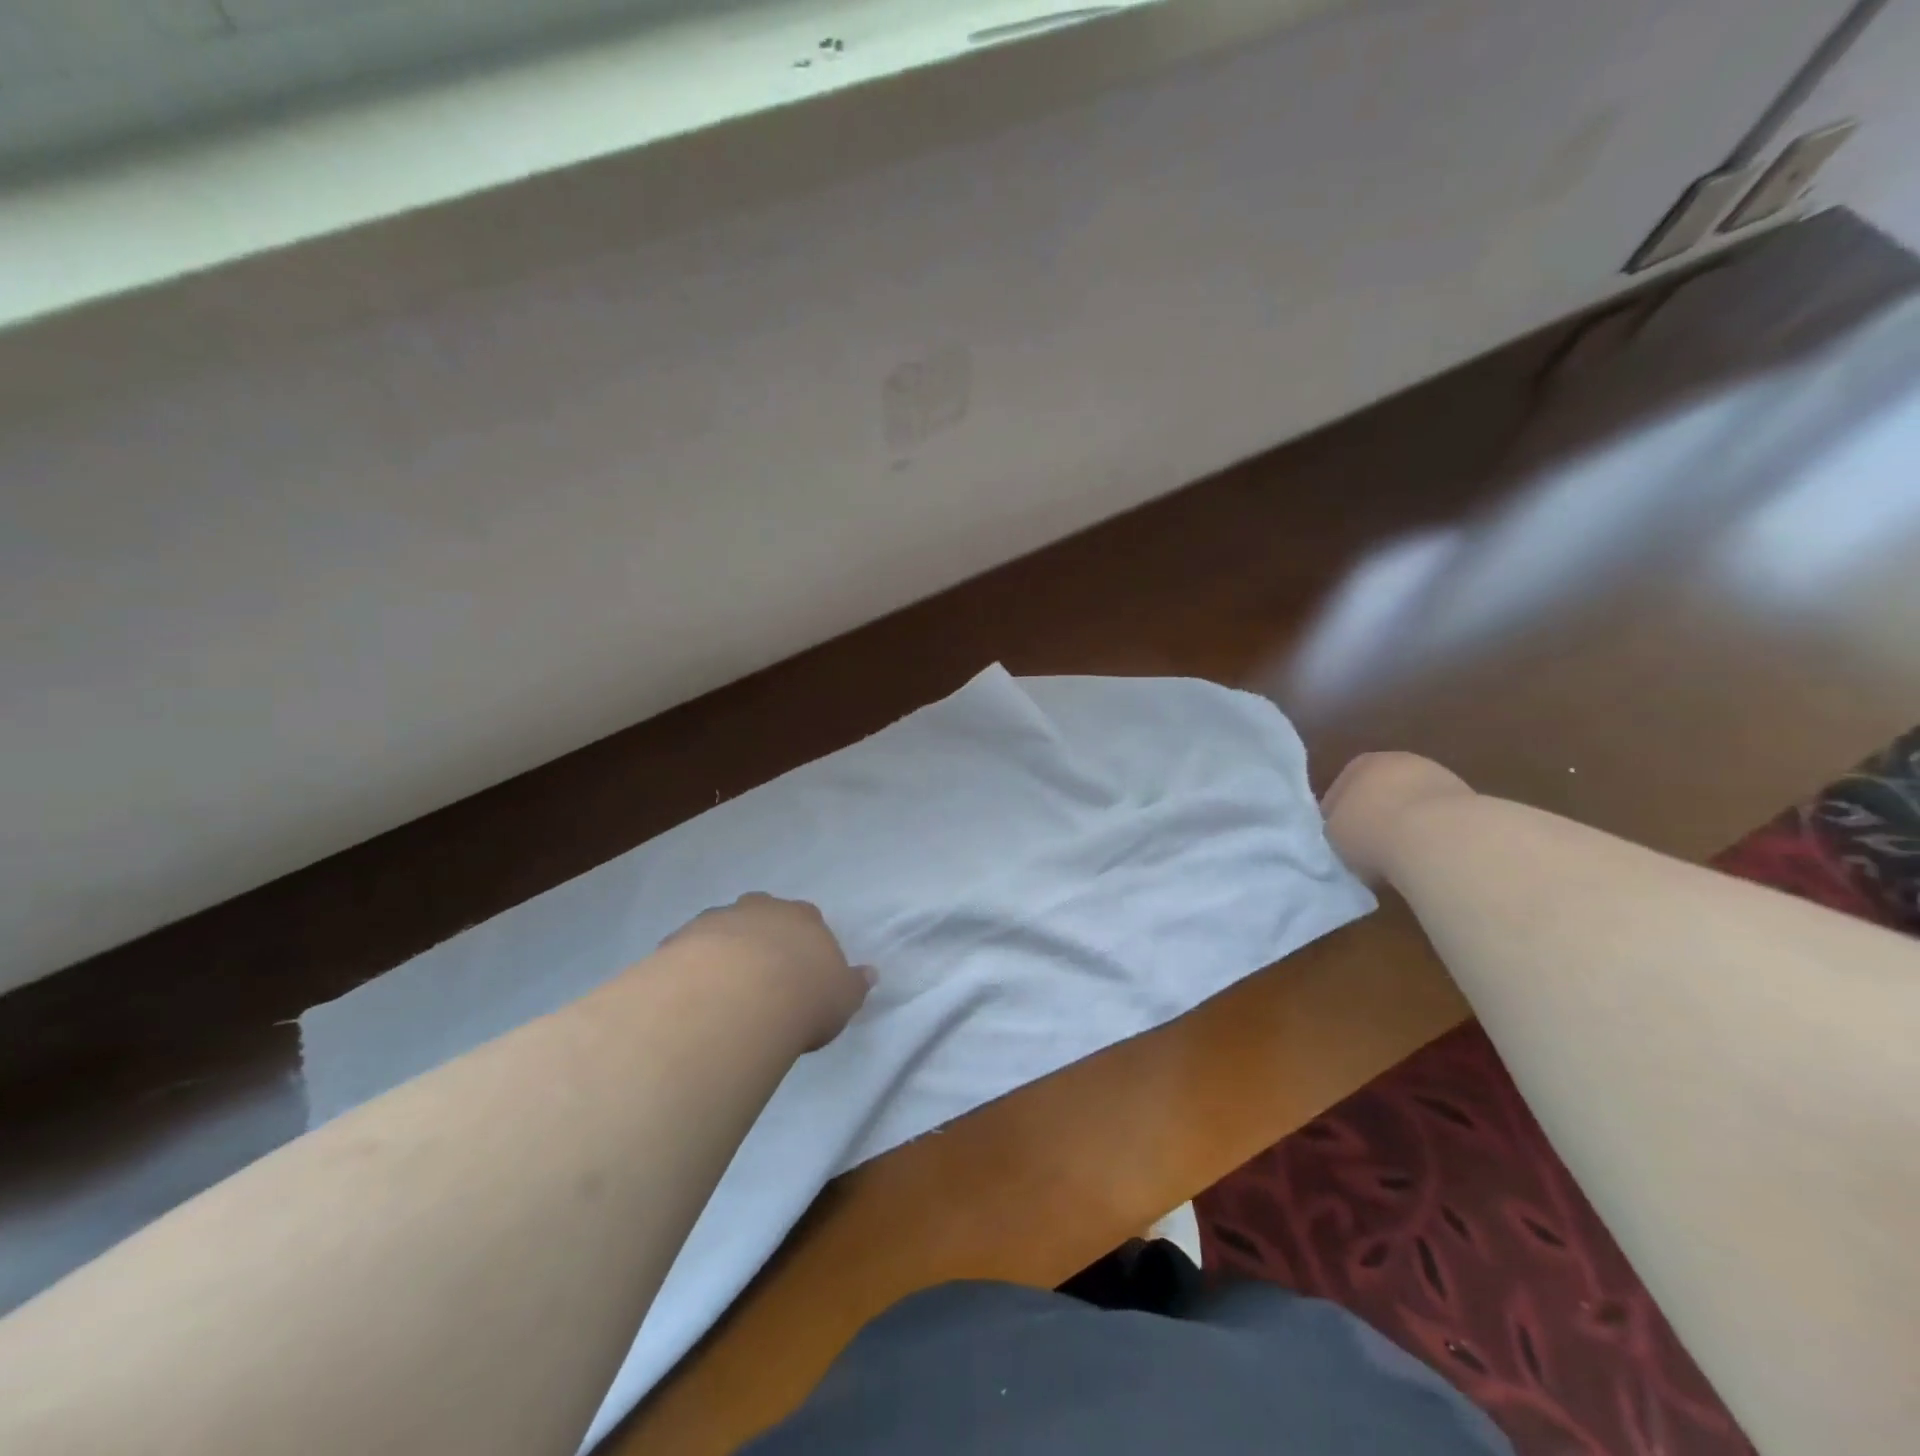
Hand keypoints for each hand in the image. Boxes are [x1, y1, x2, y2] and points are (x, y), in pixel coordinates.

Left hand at [664, 894, 871, 1049]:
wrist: (737, 999)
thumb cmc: (802, 997)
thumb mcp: (843, 998)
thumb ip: (854, 984)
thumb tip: (870, 974)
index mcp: (804, 917)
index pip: (808, 921)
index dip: (803, 946)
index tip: (800, 976)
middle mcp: (762, 909)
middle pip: (763, 916)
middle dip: (762, 939)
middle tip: (761, 979)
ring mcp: (718, 919)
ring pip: (723, 929)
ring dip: (725, 952)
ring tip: (723, 993)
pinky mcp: (681, 939)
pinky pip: (690, 951)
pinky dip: (693, 967)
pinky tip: (694, 998)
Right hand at [1322, 752, 1473, 883]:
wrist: (1440, 839)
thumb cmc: (1372, 831)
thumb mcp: (1333, 834)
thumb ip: (1336, 829)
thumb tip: (1348, 837)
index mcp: (1361, 763)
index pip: (1340, 791)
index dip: (1335, 818)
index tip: (1338, 842)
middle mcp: (1402, 761)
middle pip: (1381, 793)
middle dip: (1376, 818)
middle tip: (1369, 849)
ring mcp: (1442, 779)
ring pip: (1414, 806)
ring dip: (1408, 827)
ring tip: (1402, 858)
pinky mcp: (1473, 802)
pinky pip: (1441, 822)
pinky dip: (1435, 837)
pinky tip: (1431, 858)